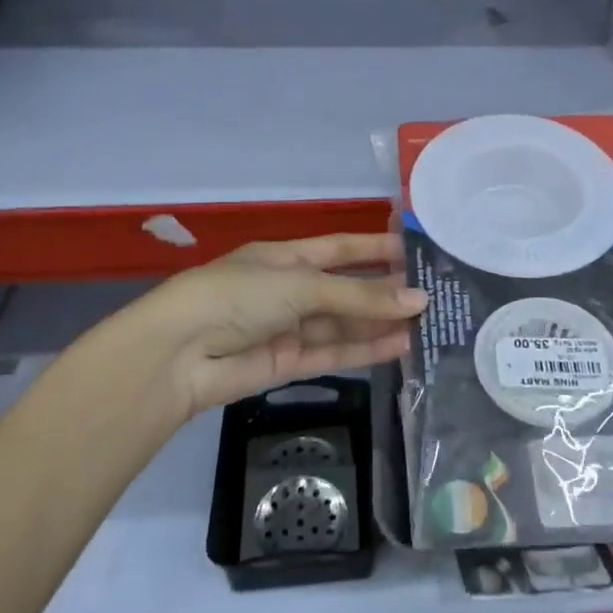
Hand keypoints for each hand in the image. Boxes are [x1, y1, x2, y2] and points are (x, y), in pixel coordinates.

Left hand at [143, 234, 425, 415]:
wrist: (177, 355)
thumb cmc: (237, 297)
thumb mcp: (301, 286)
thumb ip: (360, 296)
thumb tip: (418, 300)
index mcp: (285, 258)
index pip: (341, 248)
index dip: (377, 248)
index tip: (418, 251)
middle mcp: (289, 290)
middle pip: (346, 289)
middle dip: (385, 291)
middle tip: (435, 295)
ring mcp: (289, 328)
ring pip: (344, 324)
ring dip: (381, 324)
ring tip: (428, 324)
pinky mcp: (288, 363)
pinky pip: (334, 353)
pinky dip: (366, 350)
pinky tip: (401, 346)